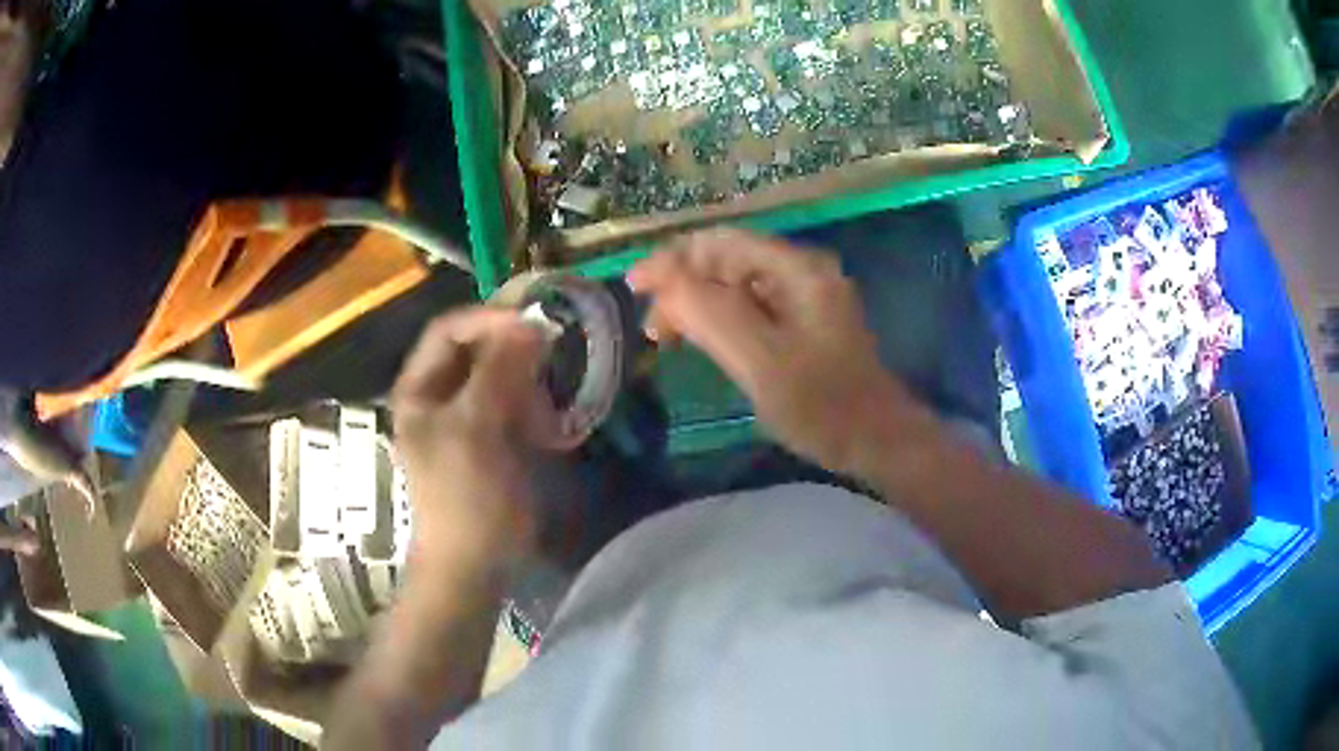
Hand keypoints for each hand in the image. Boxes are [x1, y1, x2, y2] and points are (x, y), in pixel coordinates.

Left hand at [391, 307, 558, 574]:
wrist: (475, 564)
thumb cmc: (465, 497)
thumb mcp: (474, 429)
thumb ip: (497, 371)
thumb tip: (528, 324)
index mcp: (419, 389)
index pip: (449, 330)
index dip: (489, 319)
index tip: (534, 323)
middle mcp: (438, 395)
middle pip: (476, 350)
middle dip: (513, 351)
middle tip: (550, 357)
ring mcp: (466, 417)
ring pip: (500, 376)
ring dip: (527, 383)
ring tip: (545, 408)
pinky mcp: (492, 438)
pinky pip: (515, 404)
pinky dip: (534, 408)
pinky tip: (548, 428)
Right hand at [629, 228, 929, 474]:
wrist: (878, 439)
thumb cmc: (821, 404)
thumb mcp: (759, 359)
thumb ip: (709, 313)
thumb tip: (665, 281)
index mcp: (796, 268)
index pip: (721, 242)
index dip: (672, 259)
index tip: (634, 288)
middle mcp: (802, 270)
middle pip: (728, 259)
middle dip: (683, 285)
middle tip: (653, 328)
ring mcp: (807, 296)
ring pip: (737, 284)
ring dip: (698, 304)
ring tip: (670, 339)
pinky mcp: (807, 322)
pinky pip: (752, 307)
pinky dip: (720, 320)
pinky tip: (704, 342)